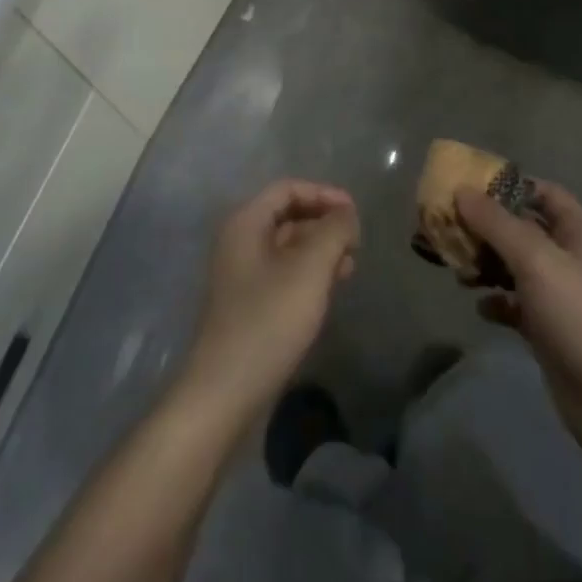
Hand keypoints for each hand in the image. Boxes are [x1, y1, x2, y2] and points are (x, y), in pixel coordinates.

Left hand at [177, 179, 359, 431]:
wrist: (225, 392)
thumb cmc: (269, 320)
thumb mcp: (310, 269)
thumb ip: (333, 231)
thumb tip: (346, 213)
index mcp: (246, 222)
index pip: (288, 189)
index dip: (324, 194)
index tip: (355, 212)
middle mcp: (240, 240)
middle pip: (288, 214)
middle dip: (324, 222)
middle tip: (356, 241)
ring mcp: (242, 273)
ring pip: (288, 246)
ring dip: (320, 249)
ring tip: (351, 265)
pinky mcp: (248, 303)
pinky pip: (283, 272)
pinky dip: (309, 272)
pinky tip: (331, 288)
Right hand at [458, 182, 581, 466]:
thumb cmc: (580, 315)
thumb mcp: (535, 259)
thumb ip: (496, 223)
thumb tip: (461, 190)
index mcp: (580, 233)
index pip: (544, 193)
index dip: (510, 186)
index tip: (471, 187)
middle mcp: (572, 259)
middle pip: (524, 229)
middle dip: (488, 227)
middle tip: (451, 227)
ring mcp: (562, 296)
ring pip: (517, 267)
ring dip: (488, 264)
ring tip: (457, 268)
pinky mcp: (550, 330)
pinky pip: (517, 305)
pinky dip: (497, 301)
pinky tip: (480, 307)